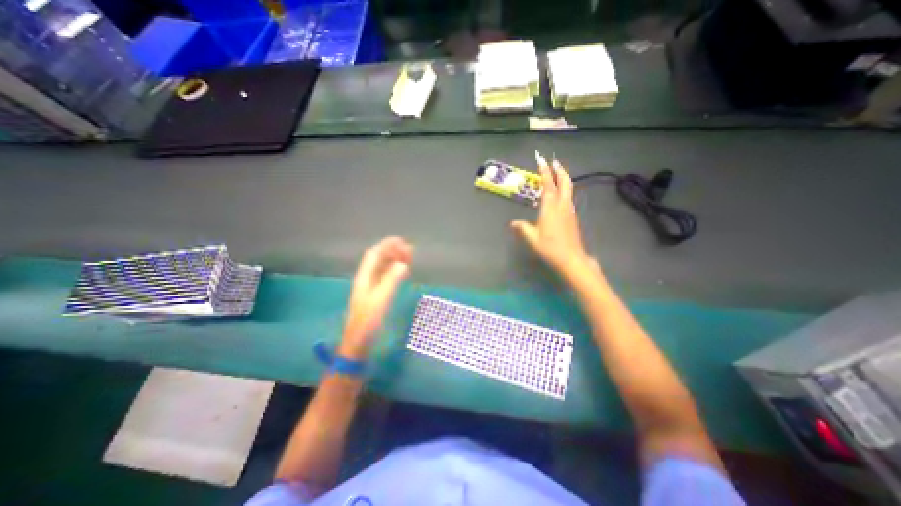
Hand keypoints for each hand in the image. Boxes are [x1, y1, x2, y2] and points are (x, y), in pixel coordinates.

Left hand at [337, 238, 409, 359]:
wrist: (358, 342)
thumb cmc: (369, 321)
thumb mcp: (381, 299)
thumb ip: (392, 280)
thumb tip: (403, 263)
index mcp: (364, 277)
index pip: (374, 254)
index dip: (387, 245)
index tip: (402, 241)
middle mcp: (366, 279)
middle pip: (378, 259)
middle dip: (393, 251)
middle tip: (409, 250)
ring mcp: (370, 287)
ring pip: (382, 268)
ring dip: (394, 260)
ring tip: (408, 258)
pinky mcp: (375, 295)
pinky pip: (385, 277)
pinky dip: (394, 271)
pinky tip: (403, 272)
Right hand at [510, 156, 595, 277]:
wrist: (571, 258)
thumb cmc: (550, 247)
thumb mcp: (532, 238)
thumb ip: (522, 228)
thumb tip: (512, 223)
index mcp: (550, 207)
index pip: (548, 185)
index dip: (544, 171)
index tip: (541, 159)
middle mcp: (562, 205)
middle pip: (564, 182)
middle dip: (559, 170)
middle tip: (554, 161)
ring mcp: (569, 210)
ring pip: (569, 189)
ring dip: (563, 178)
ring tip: (557, 173)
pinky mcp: (572, 217)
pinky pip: (568, 197)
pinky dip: (564, 189)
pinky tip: (559, 194)